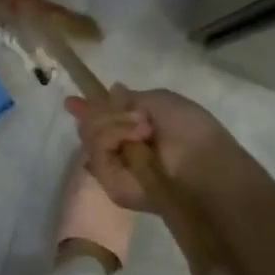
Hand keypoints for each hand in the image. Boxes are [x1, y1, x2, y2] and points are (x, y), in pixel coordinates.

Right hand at [64, 86, 261, 212]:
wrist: (202, 164)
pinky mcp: (110, 183)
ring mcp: (114, 168)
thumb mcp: (159, 100)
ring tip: (143, 128)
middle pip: (90, 125)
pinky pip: (97, 151)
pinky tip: (135, 138)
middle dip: (102, 112)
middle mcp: (122, 150)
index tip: (72, 101)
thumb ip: (129, 99)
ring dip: (114, 123)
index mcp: (136, 132)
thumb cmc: (189, 129)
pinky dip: (113, 136)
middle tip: (133, 116)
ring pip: (89, 135)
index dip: (87, 110)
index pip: (102, 121)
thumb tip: (112, 91)